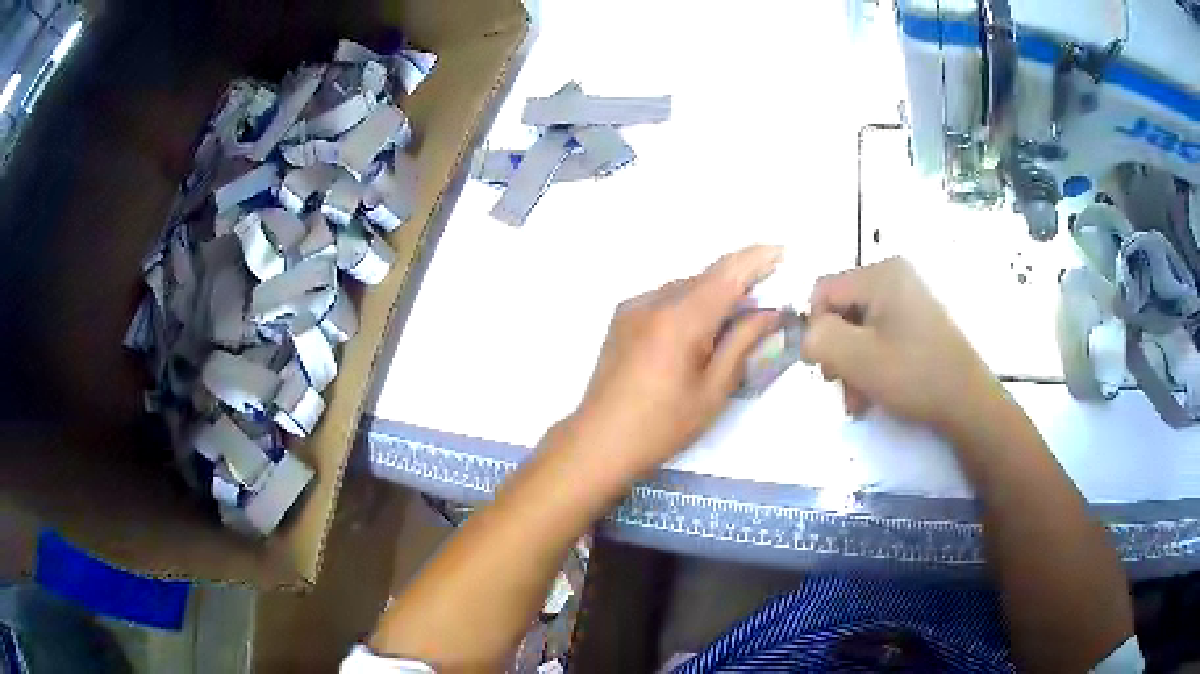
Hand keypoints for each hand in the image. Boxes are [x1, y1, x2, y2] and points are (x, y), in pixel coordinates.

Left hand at [569, 245, 784, 478]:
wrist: (599, 440)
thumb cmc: (663, 425)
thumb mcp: (713, 389)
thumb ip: (742, 343)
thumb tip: (769, 312)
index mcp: (680, 319)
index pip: (726, 274)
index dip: (756, 259)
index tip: (780, 252)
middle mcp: (653, 302)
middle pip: (705, 277)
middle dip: (738, 279)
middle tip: (764, 296)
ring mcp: (632, 307)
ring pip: (684, 287)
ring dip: (712, 294)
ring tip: (732, 319)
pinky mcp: (621, 318)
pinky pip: (664, 298)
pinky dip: (688, 303)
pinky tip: (696, 330)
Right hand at [800, 257, 1003, 435]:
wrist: (967, 402)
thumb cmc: (914, 375)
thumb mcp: (858, 358)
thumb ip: (819, 339)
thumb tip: (807, 336)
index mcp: (881, 274)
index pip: (823, 291)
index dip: (816, 329)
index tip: (824, 367)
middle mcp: (894, 276)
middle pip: (841, 311)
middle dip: (837, 353)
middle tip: (842, 387)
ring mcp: (908, 298)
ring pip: (858, 328)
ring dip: (852, 365)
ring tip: (859, 399)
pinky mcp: (917, 320)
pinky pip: (879, 335)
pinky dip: (871, 363)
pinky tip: (873, 393)